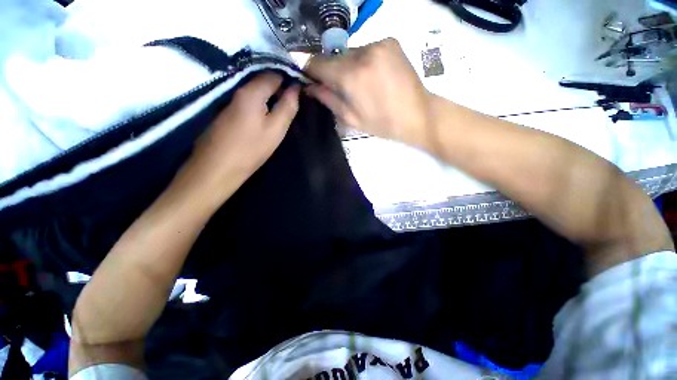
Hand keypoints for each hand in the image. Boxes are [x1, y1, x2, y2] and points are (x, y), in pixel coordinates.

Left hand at [187, 73, 299, 192]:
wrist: (218, 167)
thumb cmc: (251, 149)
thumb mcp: (276, 129)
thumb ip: (287, 107)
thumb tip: (296, 88)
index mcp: (251, 92)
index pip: (274, 74)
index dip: (289, 80)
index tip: (300, 93)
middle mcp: (239, 90)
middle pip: (264, 81)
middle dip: (280, 89)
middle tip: (293, 104)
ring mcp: (231, 100)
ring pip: (256, 91)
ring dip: (270, 97)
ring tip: (283, 110)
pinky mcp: (228, 111)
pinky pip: (249, 101)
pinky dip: (260, 104)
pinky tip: (266, 116)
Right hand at [306, 38, 432, 148]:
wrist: (417, 114)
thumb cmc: (382, 123)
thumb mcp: (351, 118)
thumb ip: (327, 99)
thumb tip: (309, 87)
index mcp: (352, 76)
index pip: (318, 63)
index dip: (310, 71)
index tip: (311, 80)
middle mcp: (363, 52)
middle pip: (334, 57)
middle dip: (331, 71)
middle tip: (340, 88)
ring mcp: (379, 43)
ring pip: (350, 53)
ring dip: (348, 66)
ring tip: (360, 84)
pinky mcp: (390, 41)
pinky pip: (366, 49)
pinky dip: (363, 61)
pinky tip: (372, 75)